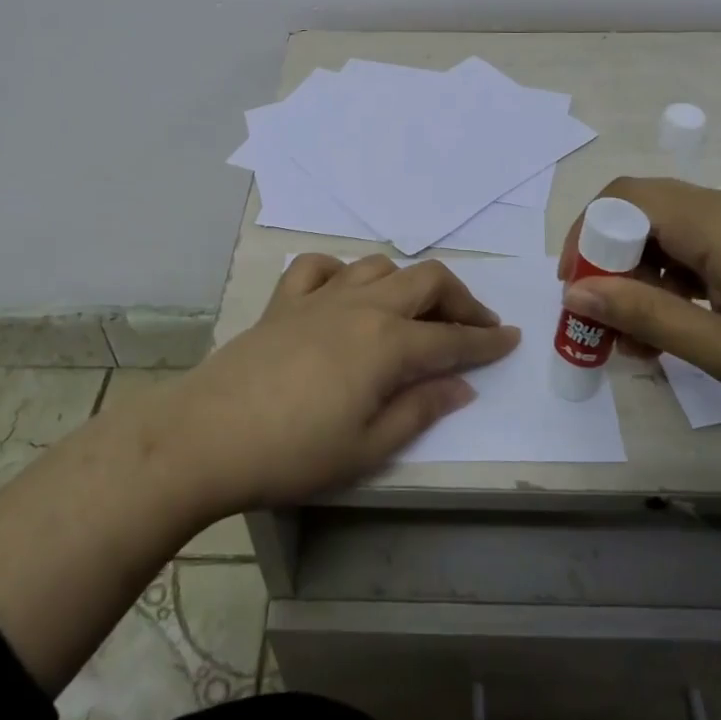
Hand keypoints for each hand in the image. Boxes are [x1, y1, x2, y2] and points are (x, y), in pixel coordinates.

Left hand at [147, 255, 519, 514]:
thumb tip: (461, 385)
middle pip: (426, 281)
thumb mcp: (369, 446)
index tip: (512, 339)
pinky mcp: (285, 300)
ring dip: (407, 283)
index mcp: (388, 343)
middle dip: (460, 300)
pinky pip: (319, 266)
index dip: (487, 340)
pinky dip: (341, 271)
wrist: (208, 437)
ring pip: (379, 266)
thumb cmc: (294, 453)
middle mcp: (361, 305)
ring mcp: (321, 297)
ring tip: (415, 310)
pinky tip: (344, 292)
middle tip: (476, 325)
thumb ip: (421, 408)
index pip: (452, 337)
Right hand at [559, 178, 720, 425]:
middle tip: (608, 320)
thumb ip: (644, 317)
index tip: (577, 293)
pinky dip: (677, 277)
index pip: (620, 200)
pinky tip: (690, 325)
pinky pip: (702, 244)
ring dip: (644, 273)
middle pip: (641, 210)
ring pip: (670, 230)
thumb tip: (575, 295)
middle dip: (610, 260)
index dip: (584, 238)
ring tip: (648, 338)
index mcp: (709, 223)